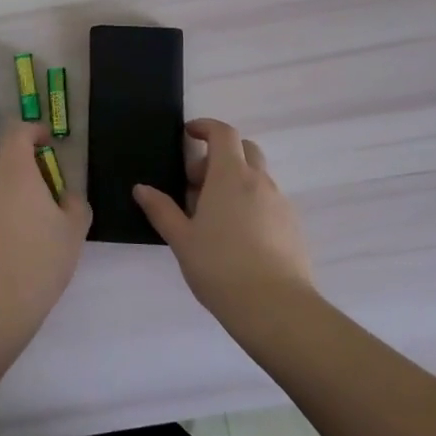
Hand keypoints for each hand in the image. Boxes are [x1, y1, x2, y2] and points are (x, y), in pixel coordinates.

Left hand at [0, 122, 91, 345]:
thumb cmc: (39, 259)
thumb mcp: (73, 230)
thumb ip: (75, 203)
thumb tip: (67, 196)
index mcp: (15, 169)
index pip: (18, 133)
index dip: (34, 131)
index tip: (49, 141)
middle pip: (0, 153)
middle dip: (21, 156)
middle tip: (44, 176)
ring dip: (8, 181)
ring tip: (31, 207)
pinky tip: (14, 230)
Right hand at [134, 118, 314, 326]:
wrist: (276, 308)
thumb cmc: (220, 267)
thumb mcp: (181, 239)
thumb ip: (161, 210)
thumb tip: (142, 188)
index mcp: (230, 176)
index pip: (223, 133)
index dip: (205, 127)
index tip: (188, 134)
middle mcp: (259, 181)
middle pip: (245, 149)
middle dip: (220, 155)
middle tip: (197, 183)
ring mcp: (281, 203)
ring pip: (258, 177)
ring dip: (235, 182)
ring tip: (214, 216)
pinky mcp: (293, 227)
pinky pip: (269, 201)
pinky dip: (251, 203)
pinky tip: (237, 237)